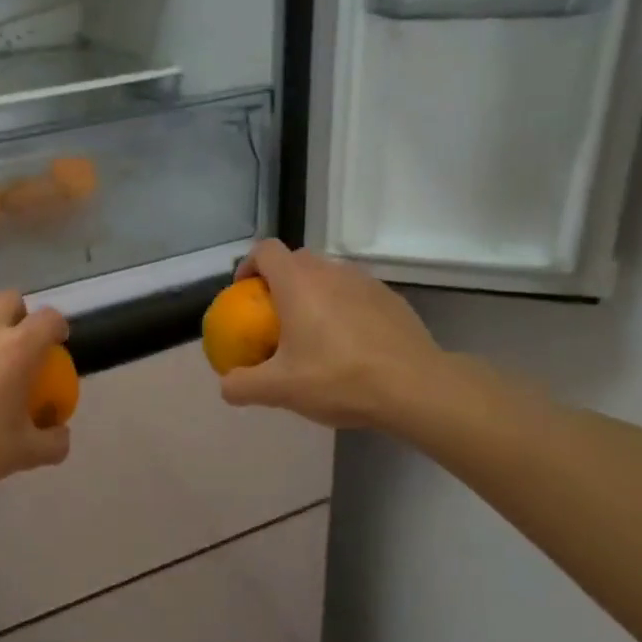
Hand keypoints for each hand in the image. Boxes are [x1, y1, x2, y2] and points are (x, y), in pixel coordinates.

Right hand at [219, 240, 444, 430]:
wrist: (415, 387)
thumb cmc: (338, 378)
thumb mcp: (280, 390)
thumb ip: (243, 385)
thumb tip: (226, 386)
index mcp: (298, 283)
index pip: (265, 251)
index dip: (249, 266)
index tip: (243, 294)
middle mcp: (330, 271)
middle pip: (296, 261)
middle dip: (279, 282)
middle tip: (274, 319)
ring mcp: (365, 282)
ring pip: (328, 276)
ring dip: (313, 295)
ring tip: (312, 333)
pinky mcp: (391, 298)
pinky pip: (355, 294)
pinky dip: (343, 308)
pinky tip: (348, 345)